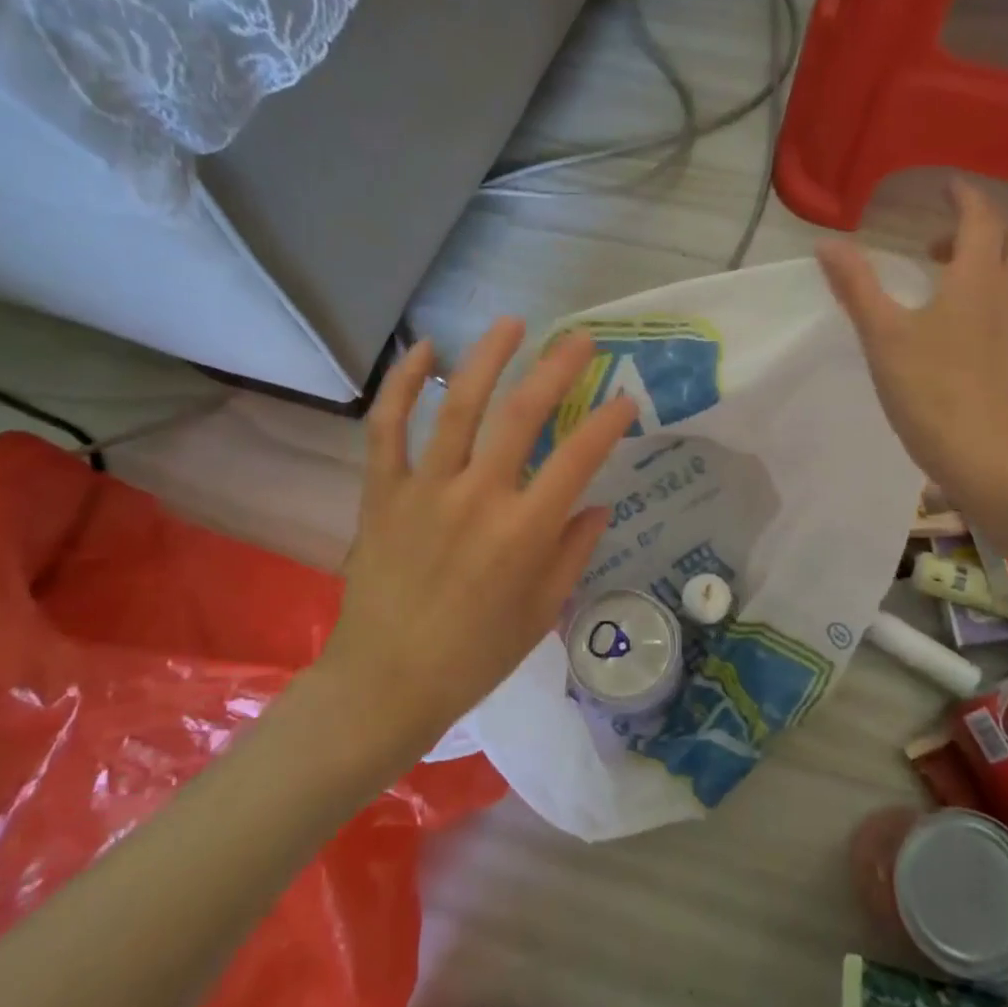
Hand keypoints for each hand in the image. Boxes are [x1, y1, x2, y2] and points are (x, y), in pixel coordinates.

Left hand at [311, 319, 636, 758]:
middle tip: (581, 340)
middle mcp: (478, 498)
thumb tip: (596, 503)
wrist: (387, 683)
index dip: (608, 422)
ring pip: (459, 406)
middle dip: (557, 369)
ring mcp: (425, 489)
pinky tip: (425, 351)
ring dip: (489, 358)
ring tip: (512, 323)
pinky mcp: (382, 492)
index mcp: (525, 532)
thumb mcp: (542, 611)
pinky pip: (388, 428)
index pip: (579, 458)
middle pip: (523, 415)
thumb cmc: (475, 655)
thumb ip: (573, 551)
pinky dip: (403, 385)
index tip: (625, 398)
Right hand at [816, 178, 1007, 520]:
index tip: (945, 188)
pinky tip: (980, 325)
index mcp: (978, 277)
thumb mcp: (882, 337)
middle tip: (939, 245)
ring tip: (957, 281)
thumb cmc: (930, 392)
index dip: (964, 197)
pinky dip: (1007, 295)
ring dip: (998, 260)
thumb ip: (857, 286)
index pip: (981, 217)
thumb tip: (827, 244)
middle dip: (982, 227)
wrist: (986, 458)